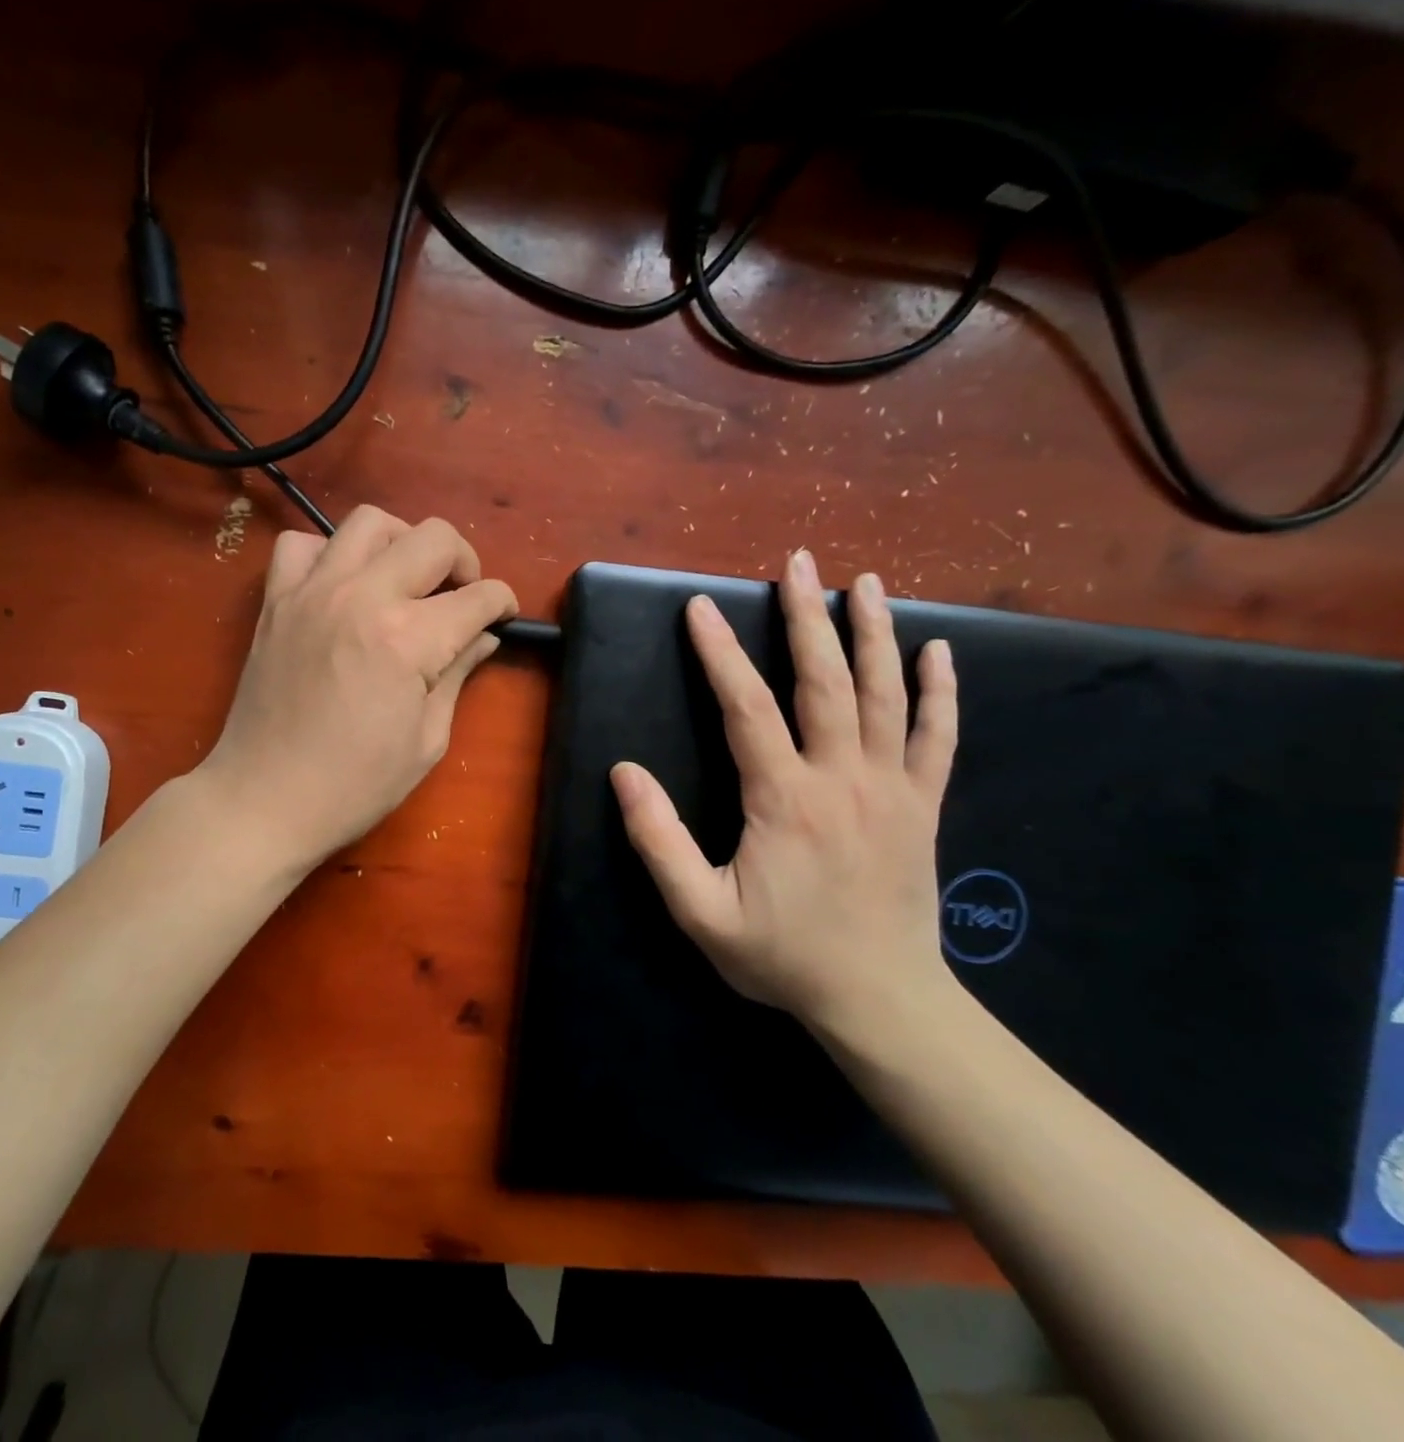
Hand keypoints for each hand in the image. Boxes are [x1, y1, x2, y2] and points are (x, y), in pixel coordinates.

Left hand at [199, 506, 516, 871]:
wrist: (264, 800)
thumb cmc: (354, 786)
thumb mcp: (426, 741)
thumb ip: (458, 675)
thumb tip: (483, 638)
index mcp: (408, 639)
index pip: (477, 597)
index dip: (503, 603)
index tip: (504, 617)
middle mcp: (363, 597)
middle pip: (434, 538)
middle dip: (465, 561)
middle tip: (463, 596)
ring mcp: (313, 592)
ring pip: (370, 522)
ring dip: (402, 542)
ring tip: (406, 579)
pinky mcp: (276, 600)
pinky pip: (302, 544)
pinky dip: (329, 552)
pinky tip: (342, 585)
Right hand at [610, 548, 958, 1037]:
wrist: (880, 1001)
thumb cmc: (782, 957)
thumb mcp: (700, 912)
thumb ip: (658, 840)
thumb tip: (625, 773)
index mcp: (784, 800)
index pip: (746, 708)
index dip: (720, 654)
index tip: (701, 608)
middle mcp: (842, 779)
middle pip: (825, 682)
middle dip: (806, 617)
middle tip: (797, 562)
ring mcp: (892, 789)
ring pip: (886, 695)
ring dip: (873, 634)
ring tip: (865, 582)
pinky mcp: (922, 807)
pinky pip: (938, 738)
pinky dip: (939, 692)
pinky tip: (938, 652)